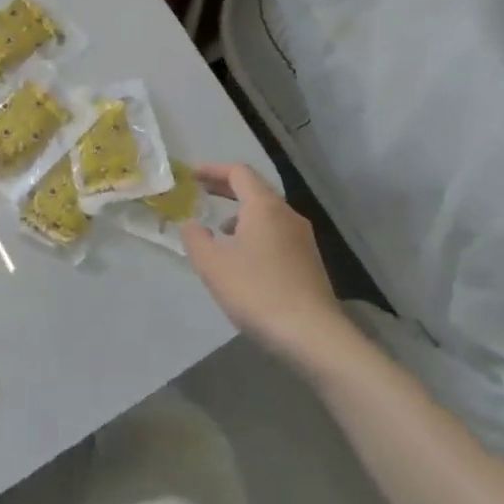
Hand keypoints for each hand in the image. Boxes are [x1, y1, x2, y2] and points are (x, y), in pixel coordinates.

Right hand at [182, 164, 338, 362]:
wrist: (312, 334)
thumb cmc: (257, 291)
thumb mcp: (212, 265)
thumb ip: (195, 238)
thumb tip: (191, 224)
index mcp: (264, 206)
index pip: (238, 172)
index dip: (212, 170)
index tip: (192, 175)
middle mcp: (287, 214)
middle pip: (255, 189)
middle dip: (226, 188)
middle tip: (201, 193)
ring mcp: (302, 238)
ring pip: (268, 212)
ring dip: (241, 212)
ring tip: (219, 229)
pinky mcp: (308, 260)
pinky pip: (277, 232)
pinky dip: (256, 231)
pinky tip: (244, 257)